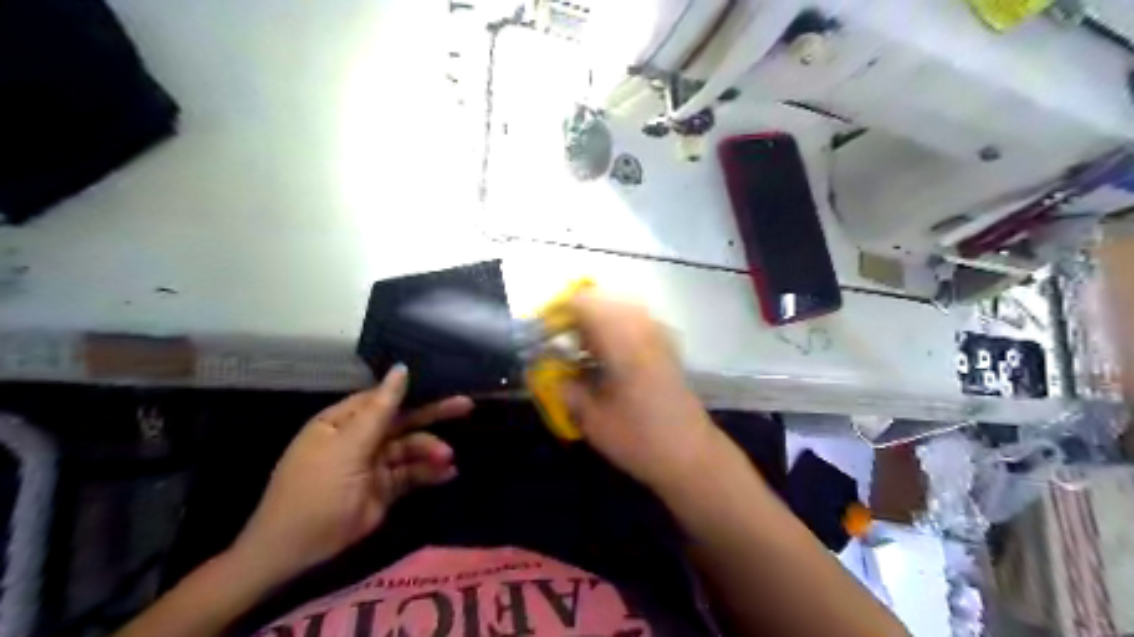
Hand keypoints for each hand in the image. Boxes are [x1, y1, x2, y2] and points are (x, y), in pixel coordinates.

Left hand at [230, 365, 473, 583]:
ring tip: (447, 457)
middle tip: (466, 405)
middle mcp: (360, 439)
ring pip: (411, 449)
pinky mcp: (385, 490)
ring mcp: (373, 465)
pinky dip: (430, 473)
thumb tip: (401, 369)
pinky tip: (449, 473)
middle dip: (433, 415)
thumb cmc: (316, 489)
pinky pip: (412, 474)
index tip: (444, 382)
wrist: (296, 551)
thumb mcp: (348, 445)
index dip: (413, 390)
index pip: (383, 398)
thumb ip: (381, 409)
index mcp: (343, 422)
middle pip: (403, 421)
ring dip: (431, 451)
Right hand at [562, 292, 720, 493]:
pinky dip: (617, 328)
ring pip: (622, 308)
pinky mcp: (667, 347)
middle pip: (605, 300)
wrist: (691, 455)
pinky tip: (609, 354)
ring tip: (583, 348)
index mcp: (623, 344)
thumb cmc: (640, 440)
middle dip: (579, 314)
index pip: (587, 304)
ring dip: (599, 320)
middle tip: (563, 340)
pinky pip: (637, 321)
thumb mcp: (593, 420)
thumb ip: (566, 389)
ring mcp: (659, 337)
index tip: (546, 331)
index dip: (561, 310)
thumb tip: (547, 371)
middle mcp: (643, 331)